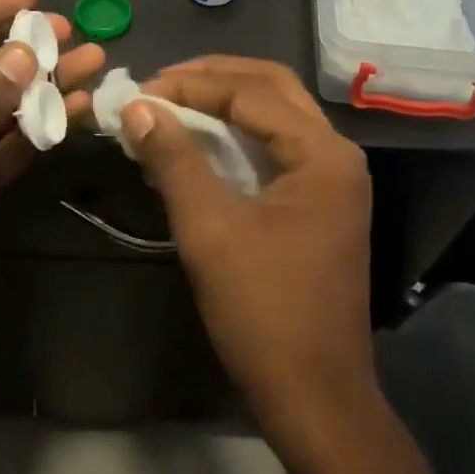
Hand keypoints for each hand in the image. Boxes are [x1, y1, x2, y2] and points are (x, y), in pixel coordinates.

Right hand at [123, 57, 373, 430]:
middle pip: (272, 89)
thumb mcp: (210, 229)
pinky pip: (275, 150)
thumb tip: (138, 106)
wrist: (314, 394)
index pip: (250, 93)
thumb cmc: (263, 310)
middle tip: (158, 85)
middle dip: (213, 79)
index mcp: (322, 153)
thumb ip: (175, 159)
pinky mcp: (318, 205)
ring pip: (275, 117)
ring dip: (224, 105)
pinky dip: (235, 138)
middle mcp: (336, 154)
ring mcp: (332, 181)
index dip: (190, 86)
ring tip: (169, 107)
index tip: (138, 92)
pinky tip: (196, 146)